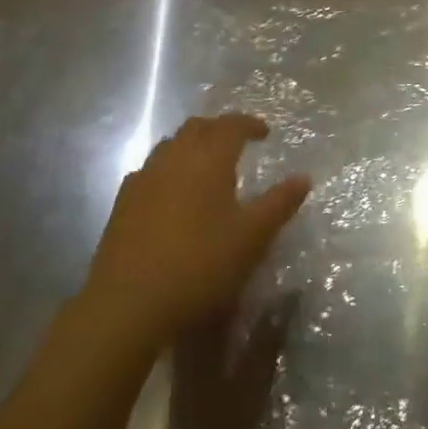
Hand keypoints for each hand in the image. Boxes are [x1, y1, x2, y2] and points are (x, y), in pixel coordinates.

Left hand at [86, 114, 310, 343]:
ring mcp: (143, 179)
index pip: (230, 125)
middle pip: (197, 127)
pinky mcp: (123, 203)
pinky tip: (174, 193)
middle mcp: (174, 159)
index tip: (265, 132)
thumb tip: (304, 177)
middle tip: (238, 142)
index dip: (249, 124)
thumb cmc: (200, 266)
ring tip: (208, 165)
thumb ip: (279, 203)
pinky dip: (170, 169)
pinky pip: (151, 170)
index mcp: (208, 160)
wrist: (128, 304)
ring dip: (193, 146)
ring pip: (171, 146)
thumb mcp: (252, 238)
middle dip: (219, 128)